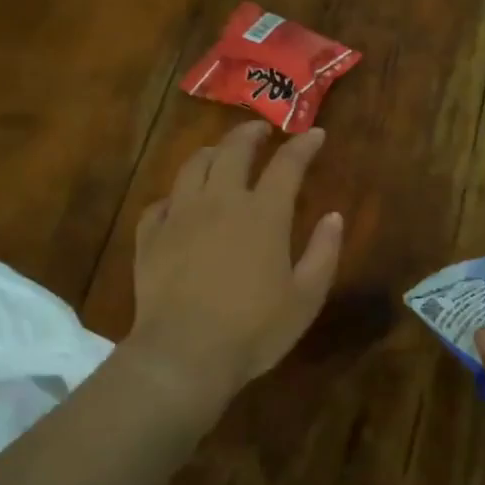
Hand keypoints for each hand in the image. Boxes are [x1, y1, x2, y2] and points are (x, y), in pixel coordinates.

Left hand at [125, 120, 343, 407]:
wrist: (184, 355)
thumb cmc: (254, 330)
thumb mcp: (306, 298)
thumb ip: (324, 253)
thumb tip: (333, 216)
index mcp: (263, 214)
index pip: (287, 164)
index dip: (303, 145)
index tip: (314, 134)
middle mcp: (220, 202)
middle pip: (233, 150)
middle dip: (250, 133)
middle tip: (261, 130)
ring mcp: (179, 216)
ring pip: (193, 167)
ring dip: (212, 153)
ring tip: (221, 154)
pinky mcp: (150, 237)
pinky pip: (161, 202)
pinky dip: (176, 195)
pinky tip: (180, 203)